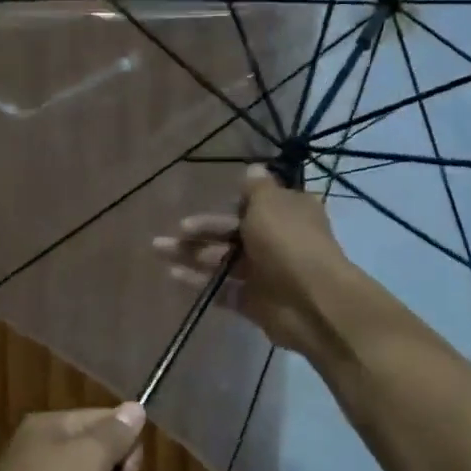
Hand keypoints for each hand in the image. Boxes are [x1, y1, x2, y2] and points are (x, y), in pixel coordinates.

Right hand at [151, 164, 358, 358]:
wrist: (311, 301)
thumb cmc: (288, 242)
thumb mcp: (270, 203)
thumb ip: (256, 188)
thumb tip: (253, 168)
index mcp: (287, 211)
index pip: (256, 203)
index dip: (233, 202)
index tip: (213, 200)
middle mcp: (277, 239)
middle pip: (233, 231)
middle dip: (203, 229)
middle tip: (177, 229)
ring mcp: (264, 272)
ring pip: (223, 260)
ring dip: (192, 254)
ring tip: (158, 250)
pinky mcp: (252, 301)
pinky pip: (221, 289)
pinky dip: (199, 282)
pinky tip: (173, 275)